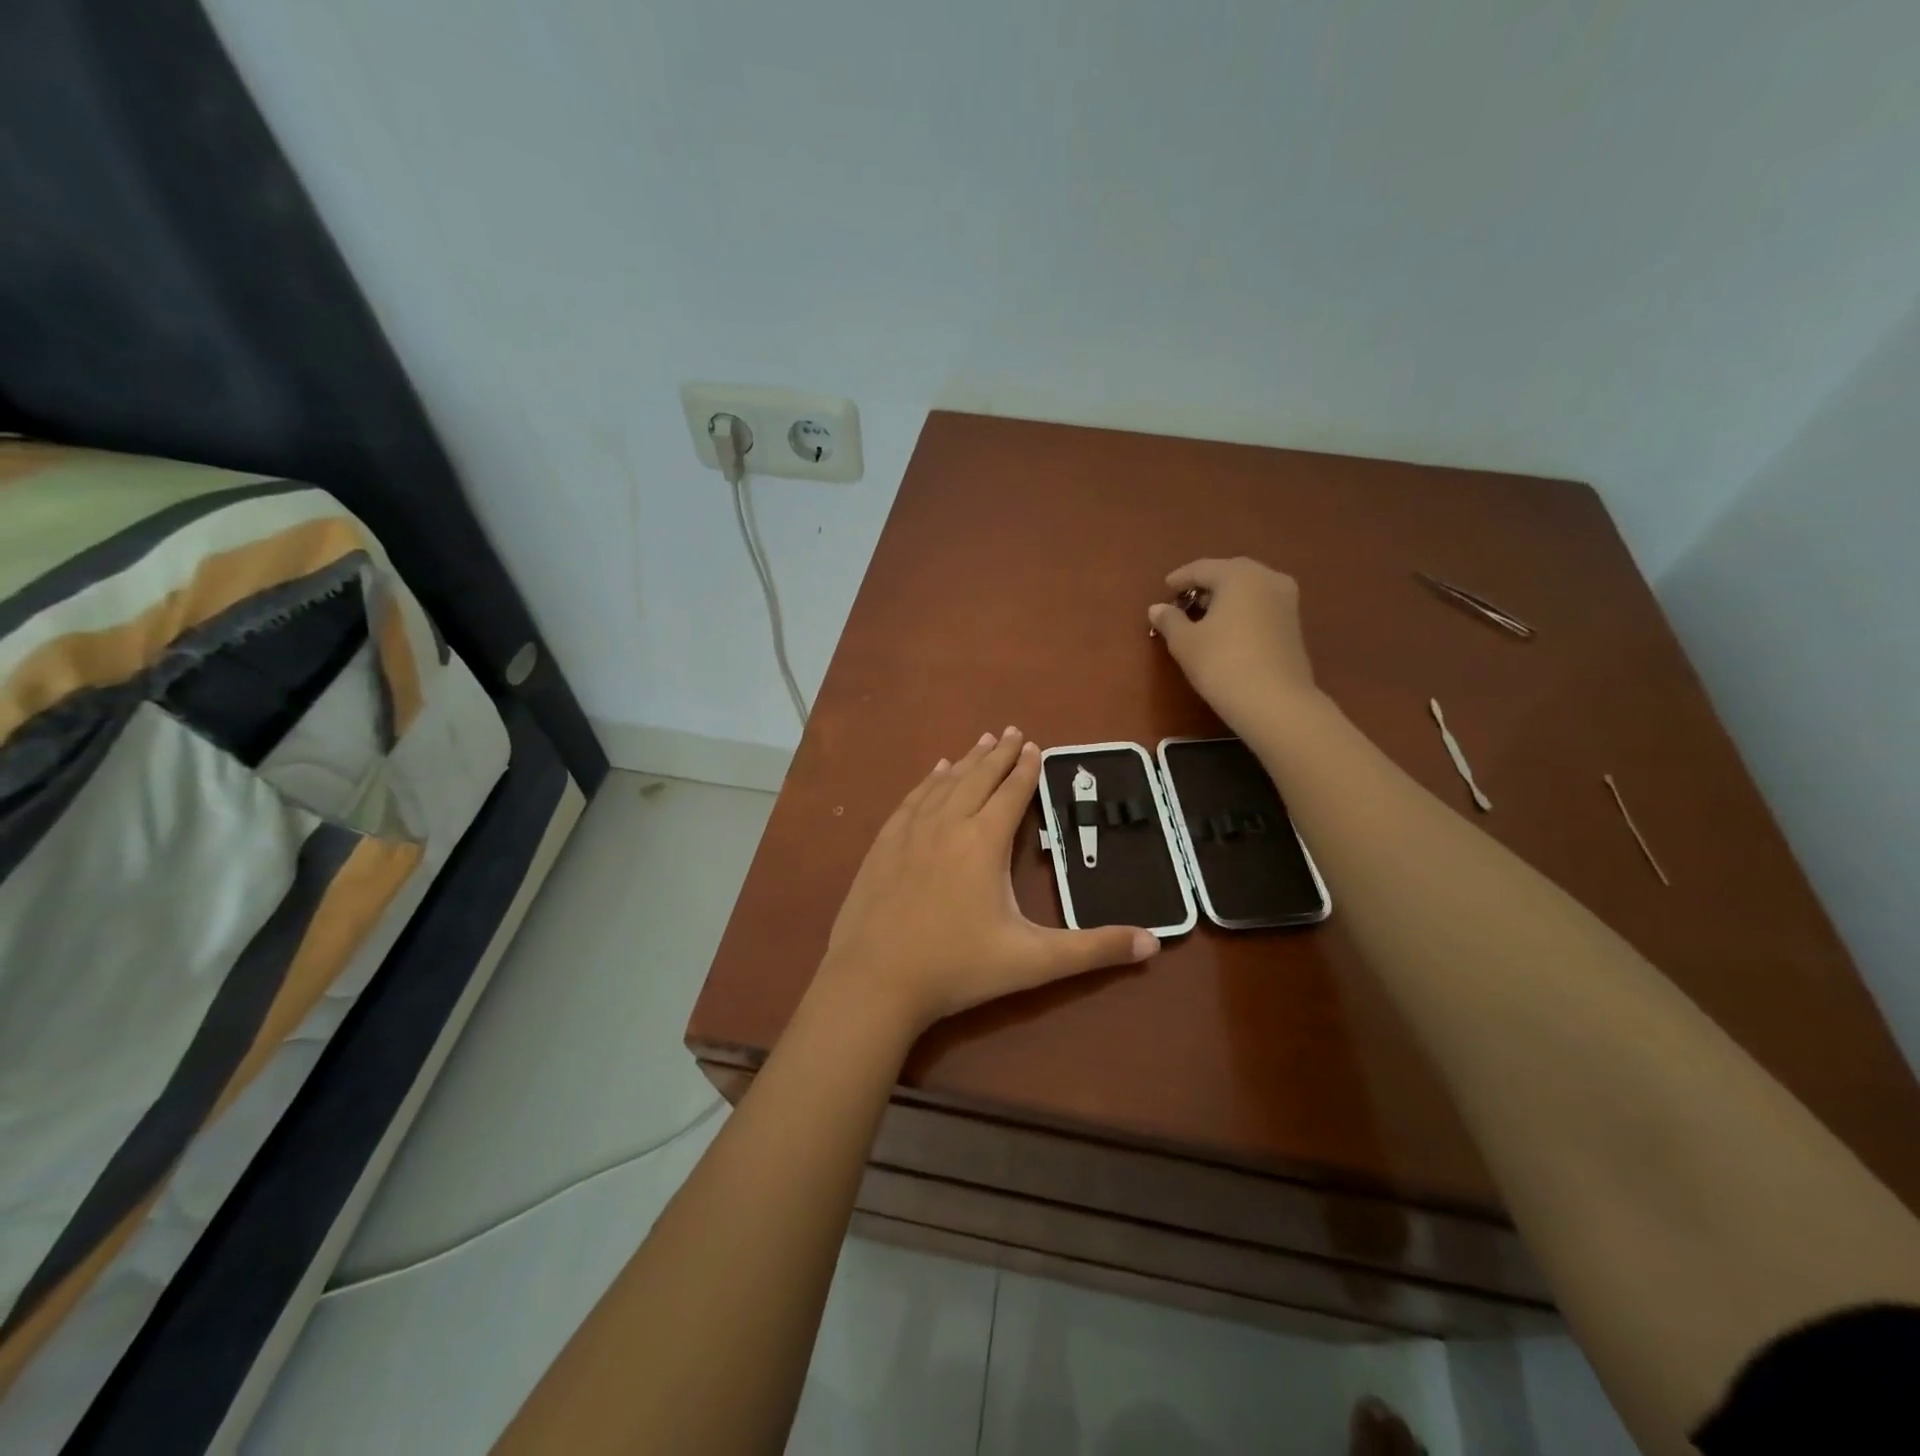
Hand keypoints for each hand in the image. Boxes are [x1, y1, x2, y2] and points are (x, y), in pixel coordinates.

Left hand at [820, 727, 1159, 1034]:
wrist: (874, 981)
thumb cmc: (956, 969)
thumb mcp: (1032, 962)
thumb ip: (1092, 950)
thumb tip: (1153, 943)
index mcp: (983, 842)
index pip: (1010, 794)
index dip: (1026, 769)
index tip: (1034, 746)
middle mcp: (947, 824)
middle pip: (977, 778)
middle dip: (998, 754)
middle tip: (1011, 731)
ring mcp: (910, 832)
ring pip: (944, 783)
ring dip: (965, 761)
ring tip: (980, 742)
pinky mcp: (883, 845)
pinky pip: (912, 800)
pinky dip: (928, 781)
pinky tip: (934, 772)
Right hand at [1147, 557, 1320, 735]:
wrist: (1274, 702)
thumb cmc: (1222, 663)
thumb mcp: (1185, 642)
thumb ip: (1169, 620)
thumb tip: (1157, 608)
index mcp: (1238, 575)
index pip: (1202, 568)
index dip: (1180, 578)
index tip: (1165, 588)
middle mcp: (1267, 578)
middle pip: (1229, 574)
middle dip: (1205, 585)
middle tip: (1184, 601)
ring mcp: (1286, 600)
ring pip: (1248, 589)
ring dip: (1225, 597)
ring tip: (1203, 616)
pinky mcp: (1294, 623)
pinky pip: (1261, 605)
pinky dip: (1242, 610)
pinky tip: (1227, 629)